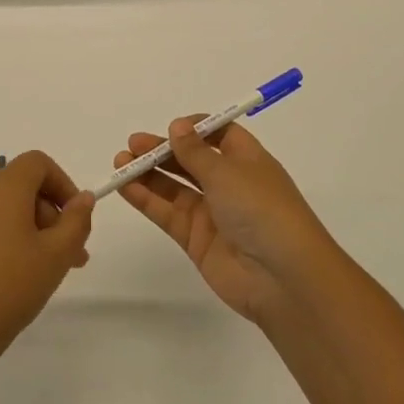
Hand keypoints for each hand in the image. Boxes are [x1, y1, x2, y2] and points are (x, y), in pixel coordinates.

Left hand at [0, 151, 93, 376]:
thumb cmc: (7, 288)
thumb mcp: (55, 256)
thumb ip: (76, 222)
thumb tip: (83, 199)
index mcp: (2, 188)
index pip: (38, 163)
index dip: (63, 184)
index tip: (76, 220)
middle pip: (23, 186)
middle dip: (52, 214)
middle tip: (71, 256)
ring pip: (5, 210)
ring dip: (33, 230)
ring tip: (48, 272)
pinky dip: (8, 240)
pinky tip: (16, 280)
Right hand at [114, 118, 337, 323]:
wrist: (282, 278)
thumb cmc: (262, 210)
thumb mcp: (228, 172)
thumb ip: (196, 151)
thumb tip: (177, 126)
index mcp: (247, 160)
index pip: (219, 135)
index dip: (194, 128)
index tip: (170, 127)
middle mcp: (229, 184)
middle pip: (190, 160)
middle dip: (163, 150)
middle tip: (133, 144)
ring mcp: (212, 213)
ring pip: (174, 187)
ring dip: (148, 173)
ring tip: (120, 162)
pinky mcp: (196, 240)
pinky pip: (167, 213)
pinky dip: (146, 199)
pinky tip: (125, 186)